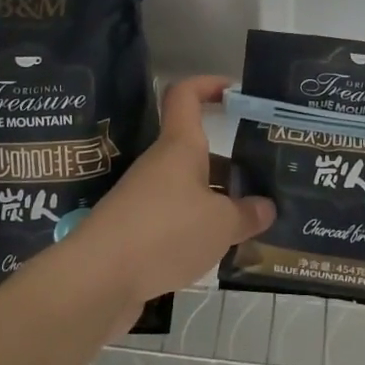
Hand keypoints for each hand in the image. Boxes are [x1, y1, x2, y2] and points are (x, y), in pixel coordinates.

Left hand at [69, 75, 274, 308]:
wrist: (98, 279)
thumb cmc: (165, 233)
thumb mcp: (221, 224)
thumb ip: (247, 214)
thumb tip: (266, 207)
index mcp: (180, 147)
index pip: (186, 96)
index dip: (209, 85)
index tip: (236, 92)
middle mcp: (161, 165)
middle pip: (198, 150)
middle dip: (232, 162)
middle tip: (266, 178)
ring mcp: (146, 198)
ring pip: (191, 188)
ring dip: (219, 200)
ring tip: (254, 220)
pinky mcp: (138, 231)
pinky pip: (178, 218)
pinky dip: (200, 228)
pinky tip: (221, 250)